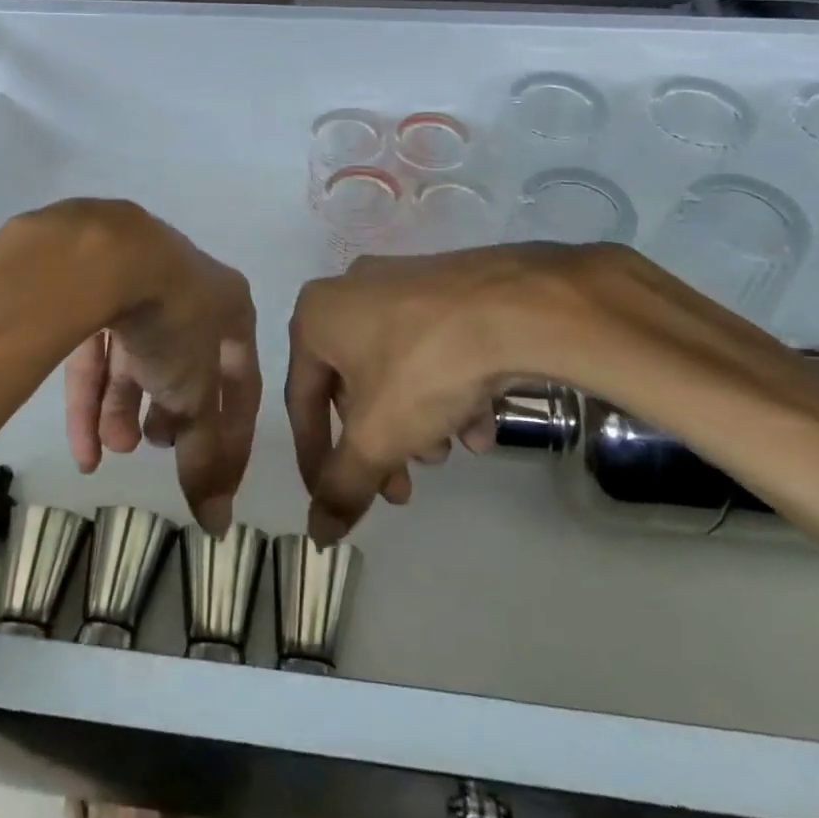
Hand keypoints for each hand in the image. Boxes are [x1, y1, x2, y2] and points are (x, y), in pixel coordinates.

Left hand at [61, 208, 261, 533]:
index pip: (241, 381)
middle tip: (155, 445)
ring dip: (124, 409)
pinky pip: (96, 349)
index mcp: (230, 306)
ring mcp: (137, 285)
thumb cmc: (173, 322)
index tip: (217, 481)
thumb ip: (205, 452)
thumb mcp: (196, 393)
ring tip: (112, 449)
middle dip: (168, 414)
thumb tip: (217, 521)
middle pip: (183, 365)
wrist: (107, 256)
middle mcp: (188, 292)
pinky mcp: (91, 290)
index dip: (232, 435)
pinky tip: (82, 448)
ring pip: (135, 359)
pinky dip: (90, 396)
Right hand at [286, 243, 765, 541]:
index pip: (302, 399)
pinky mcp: (448, 288)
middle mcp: (352, 291)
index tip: (332, 500)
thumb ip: (342, 485)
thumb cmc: (424, 368)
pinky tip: (480, 424)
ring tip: (449, 451)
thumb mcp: (377, 437)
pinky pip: (432, 346)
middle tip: (401, 489)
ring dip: (417, 420)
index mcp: (317, 315)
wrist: (515, 308)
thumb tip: (317, 533)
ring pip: (397, 369)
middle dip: (378, 443)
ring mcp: (403, 284)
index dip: (315, 458)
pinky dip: (448, 389)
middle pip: (354, 385)